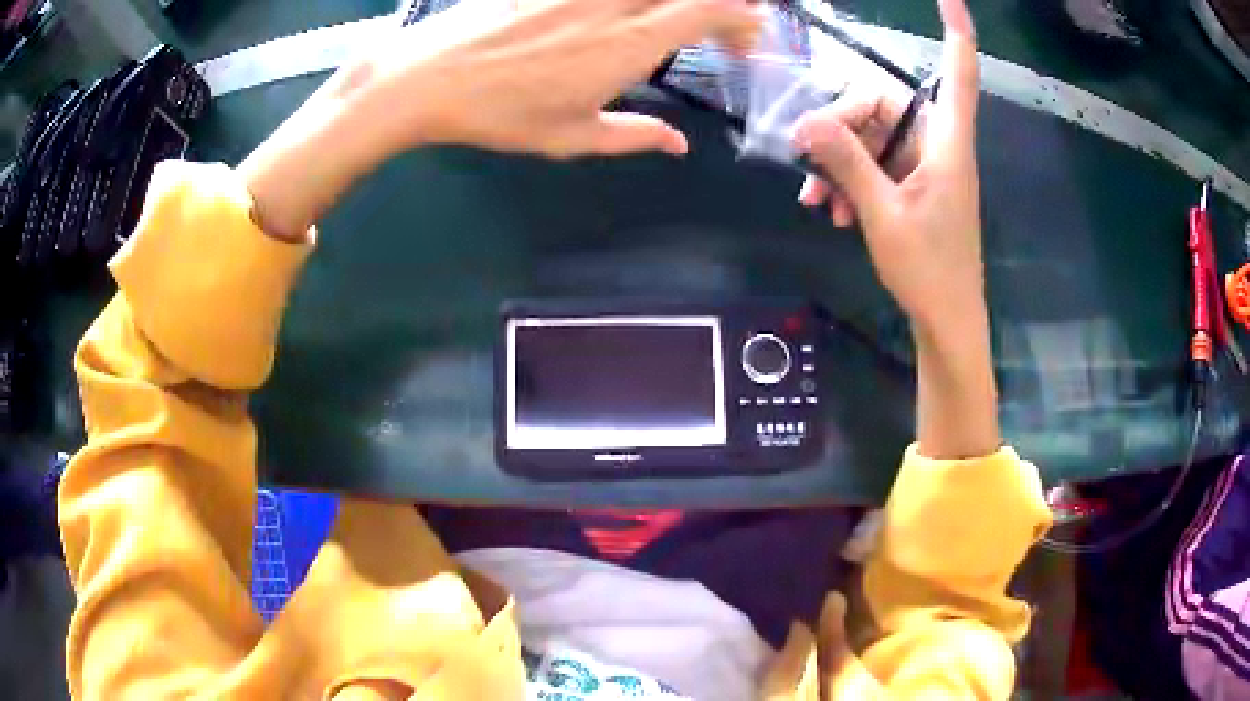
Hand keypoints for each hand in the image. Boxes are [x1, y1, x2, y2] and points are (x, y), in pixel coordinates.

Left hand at [240, 0, 759, 240]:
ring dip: (681, 0)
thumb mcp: (572, 137)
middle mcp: (614, 4)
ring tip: (685, 17)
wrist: (428, 77)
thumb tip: (680, 146)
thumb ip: (634, 136)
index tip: (750, 36)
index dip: (741, 17)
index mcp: (627, 45)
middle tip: (729, 25)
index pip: (707, 10)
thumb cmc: (499, 114)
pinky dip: (638, 0)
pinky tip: (631, 14)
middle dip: (725, 3)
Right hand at [793, 0, 980, 330]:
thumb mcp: (882, 215)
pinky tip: (828, 211)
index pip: (959, 74)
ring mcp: (922, 165)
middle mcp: (935, 144)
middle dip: (839, 127)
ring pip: (870, 136)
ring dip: (837, 162)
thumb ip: (847, 164)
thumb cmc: (929, 271)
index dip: (957, 34)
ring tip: (815, 200)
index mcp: (946, 144)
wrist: (946, 321)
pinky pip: (872, 164)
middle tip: (806, 161)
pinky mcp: (910, 185)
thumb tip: (804, 124)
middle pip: (882, 103)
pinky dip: (847, 180)